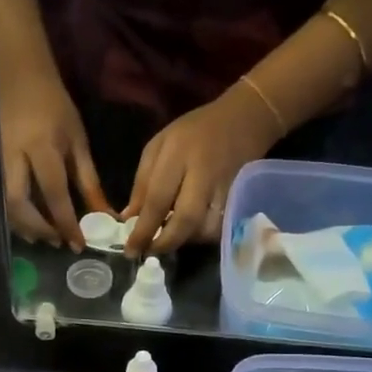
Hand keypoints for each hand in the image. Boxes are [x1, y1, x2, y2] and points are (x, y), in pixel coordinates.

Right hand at [0, 58, 108, 249]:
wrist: (18, 76)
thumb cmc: (54, 107)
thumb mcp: (77, 141)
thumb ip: (88, 181)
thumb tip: (103, 215)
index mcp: (42, 147)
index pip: (54, 193)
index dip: (66, 222)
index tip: (78, 244)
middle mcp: (14, 157)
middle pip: (20, 204)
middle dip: (39, 228)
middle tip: (57, 242)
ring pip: (5, 204)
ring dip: (24, 227)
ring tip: (44, 238)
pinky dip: (14, 216)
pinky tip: (28, 225)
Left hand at [125, 84, 281, 256]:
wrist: (243, 119)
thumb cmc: (194, 132)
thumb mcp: (159, 146)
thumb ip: (142, 183)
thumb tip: (128, 220)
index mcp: (178, 154)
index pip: (157, 200)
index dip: (143, 230)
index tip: (130, 250)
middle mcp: (204, 172)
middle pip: (185, 220)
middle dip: (165, 243)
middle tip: (150, 252)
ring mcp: (226, 187)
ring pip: (206, 228)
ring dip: (185, 241)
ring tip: (170, 239)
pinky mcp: (241, 198)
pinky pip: (220, 227)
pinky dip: (203, 236)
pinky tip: (191, 232)